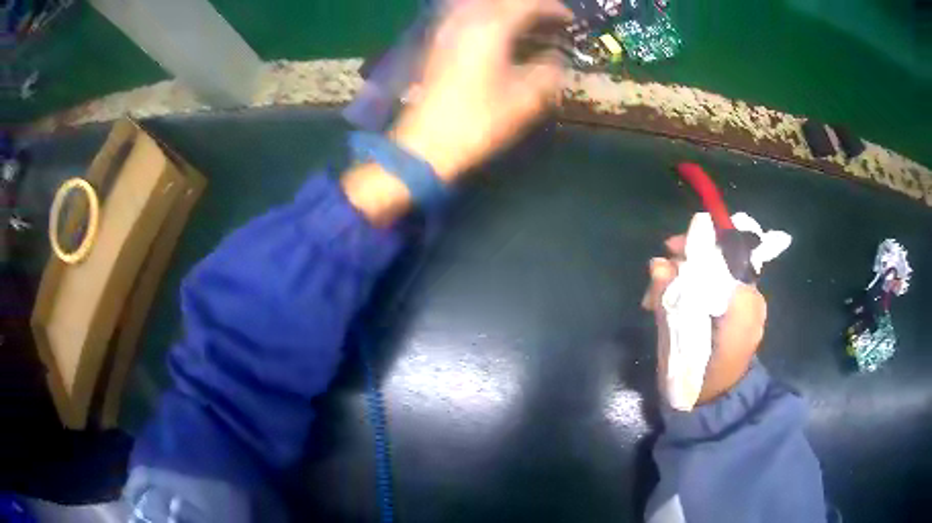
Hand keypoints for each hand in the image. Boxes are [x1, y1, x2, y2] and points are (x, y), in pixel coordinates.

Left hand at [392, 0, 572, 179]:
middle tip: (550, 18)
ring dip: (506, 9)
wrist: (426, 143)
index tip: (570, 20)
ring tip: (526, 23)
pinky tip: (497, 30)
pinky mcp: (437, 42)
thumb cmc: (478, 120)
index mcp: (491, 28)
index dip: (552, 8)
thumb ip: (548, 71)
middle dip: (529, 5)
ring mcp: (447, 29)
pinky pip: (466, 14)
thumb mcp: (525, 99)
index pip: (527, 5)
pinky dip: (487, 16)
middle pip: (502, 0)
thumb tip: (557, 59)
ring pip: (481, 4)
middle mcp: (466, 19)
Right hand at [644, 235, 766, 404]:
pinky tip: (677, 305)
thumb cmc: (695, 379)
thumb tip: (657, 263)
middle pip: (720, 260)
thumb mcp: (676, 341)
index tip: (669, 250)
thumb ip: (668, 299)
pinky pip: (719, 288)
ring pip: (717, 272)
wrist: (715, 407)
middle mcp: (752, 298)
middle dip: (688, 263)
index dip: (695, 244)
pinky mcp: (743, 315)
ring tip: (661, 298)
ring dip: (689, 277)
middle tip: (659, 278)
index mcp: (742, 302)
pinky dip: (698, 288)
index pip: (723, 252)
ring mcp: (750, 307)